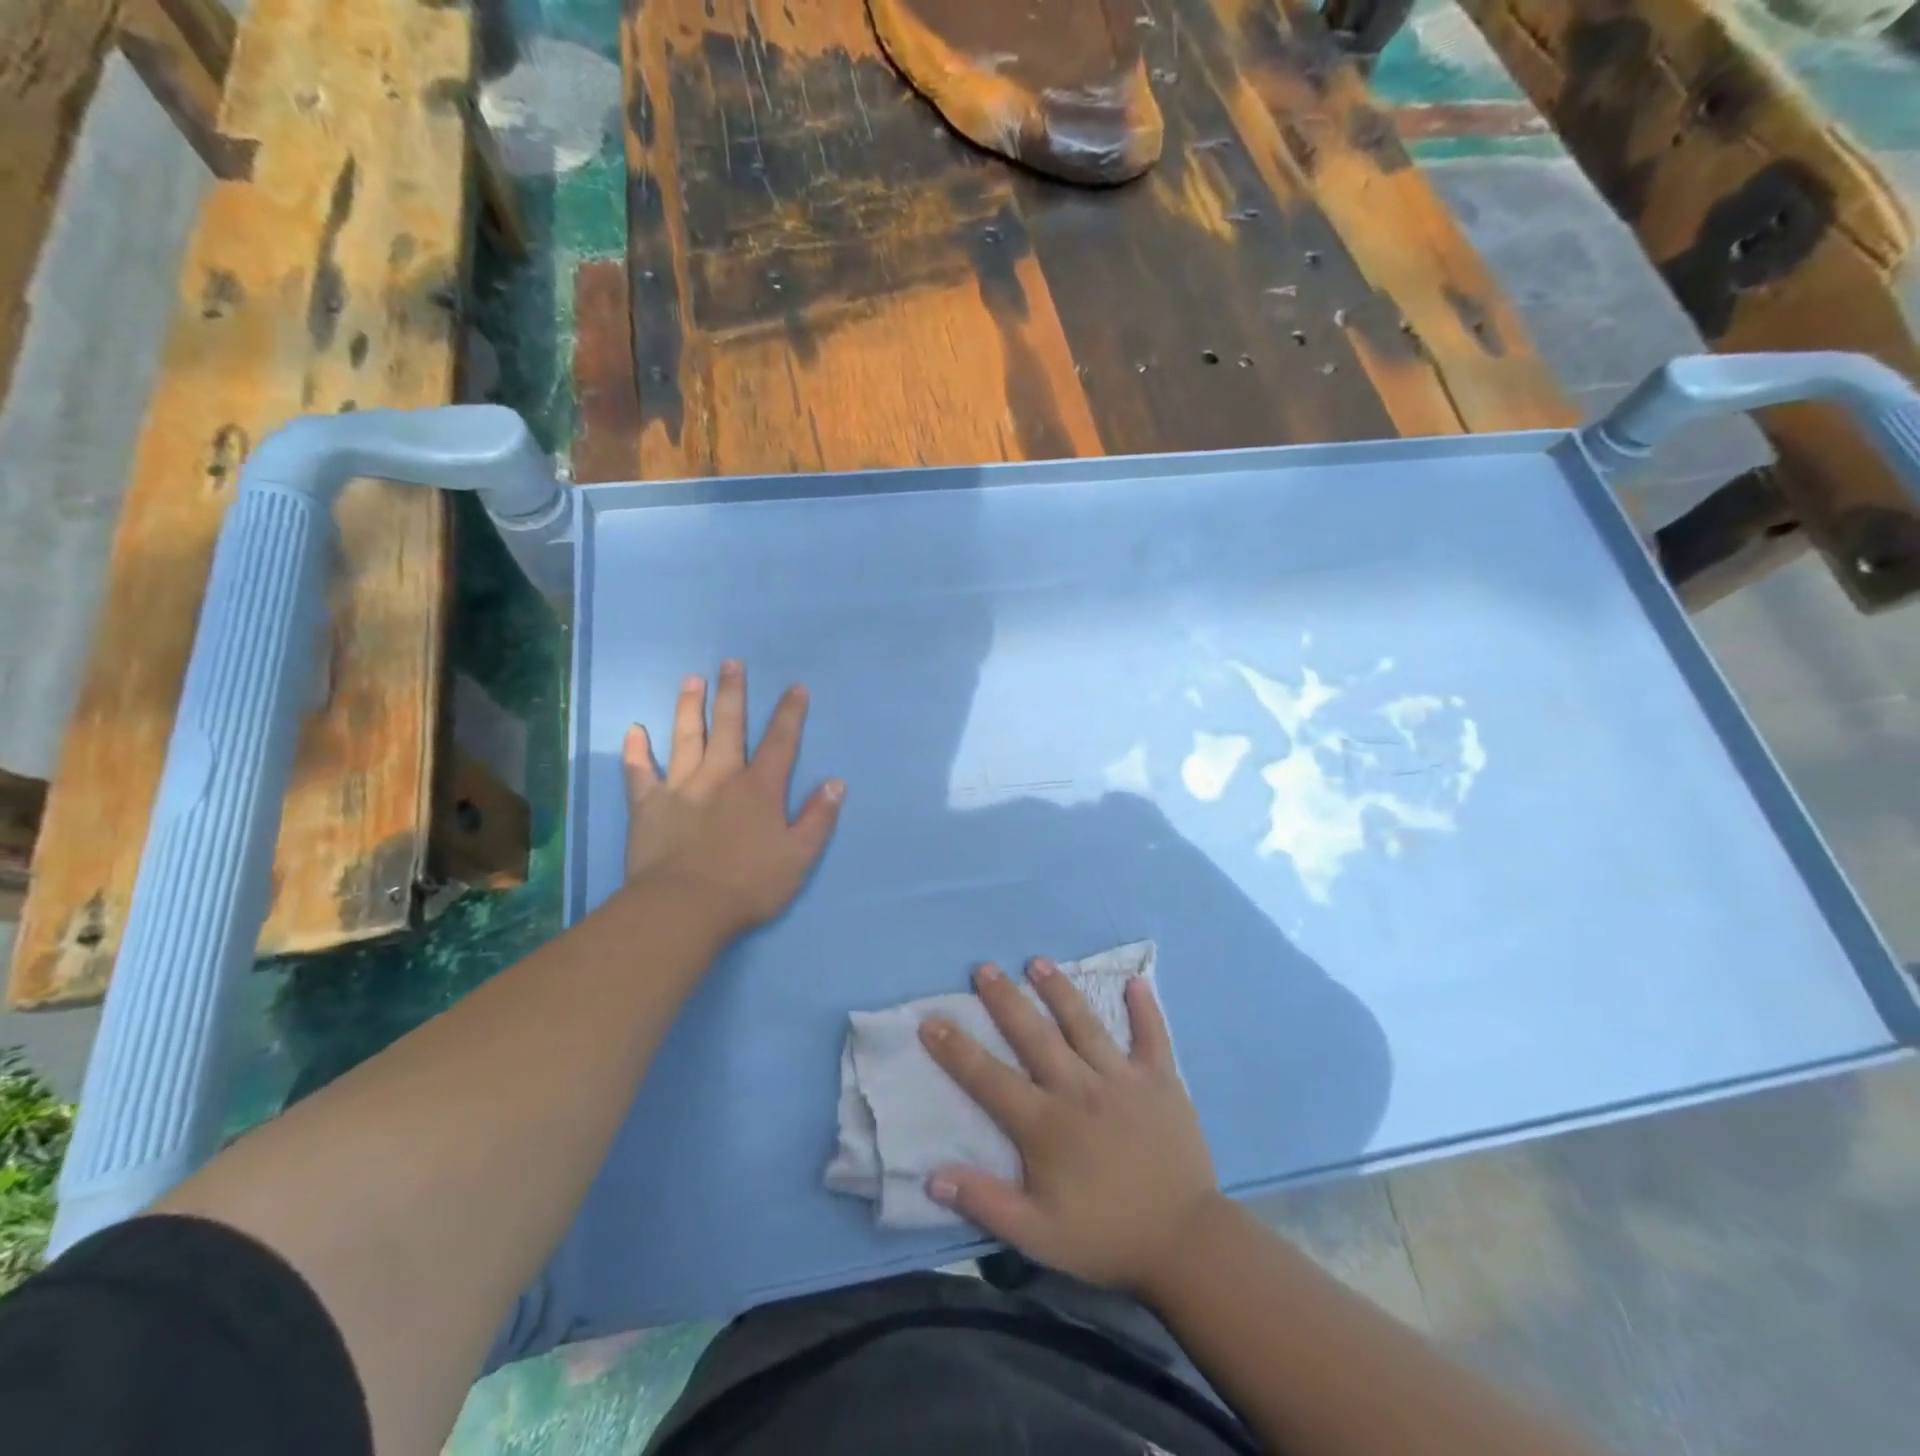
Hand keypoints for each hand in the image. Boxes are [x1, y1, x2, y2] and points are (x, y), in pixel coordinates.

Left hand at [622, 660, 843, 937]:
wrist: (684, 908)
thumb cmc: (749, 885)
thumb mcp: (799, 857)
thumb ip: (818, 818)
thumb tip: (836, 783)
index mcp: (760, 788)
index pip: (781, 742)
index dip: (790, 714)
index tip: (795, 687)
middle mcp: (721, 777)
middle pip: (729, 727)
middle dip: (732, 693)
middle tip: (730, 663)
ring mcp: (681, 788)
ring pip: (685, 738)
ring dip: (689, 707)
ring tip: (691, 680)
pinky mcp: (648, 806)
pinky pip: (639, 772)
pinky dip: (636, 751)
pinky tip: (634, 730)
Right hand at [919, 959, 1220, 1293]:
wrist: (1185, 1244)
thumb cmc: (1106, 1237)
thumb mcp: (1037, 1236)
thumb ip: (985, 1202)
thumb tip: (933, 1175)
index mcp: (1045, 1123)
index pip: (989, 1078)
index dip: (955, 1049)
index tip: (931, 1020)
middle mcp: (1079, 1088)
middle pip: (1034, 1035)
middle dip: (1005, 999)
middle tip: (985, 968)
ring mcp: (1122, 1079)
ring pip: (1084, 1024)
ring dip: (1059, 990)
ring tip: (1038, 962)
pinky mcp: (1161, 1080)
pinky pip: (1153, 1036)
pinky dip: (1145, 1009)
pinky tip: (1135, 980)